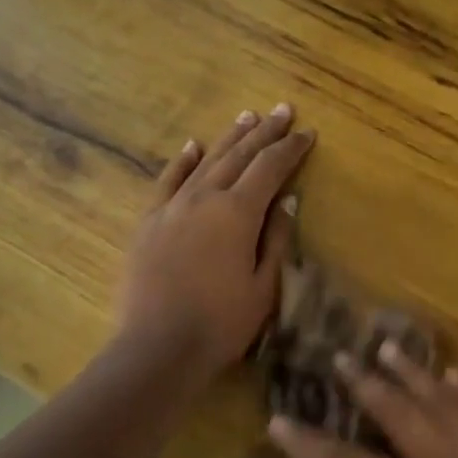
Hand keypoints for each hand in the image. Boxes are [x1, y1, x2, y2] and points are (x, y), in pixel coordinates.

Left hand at [119, 104, 314, 378]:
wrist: (158, 347)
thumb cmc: (222, 323)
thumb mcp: (264, 286)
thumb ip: (277, 238)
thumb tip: (287, 200)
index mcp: (237, 213)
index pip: (270, 168)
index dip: (291, 149)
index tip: (308, 133)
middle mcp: (204, 198)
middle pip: (238, 155)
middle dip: (264, 132)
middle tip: (283, 111)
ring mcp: (172, 207)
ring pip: (205, 161)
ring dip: (229, 137)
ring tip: (247, 116)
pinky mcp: (148, 222)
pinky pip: (167, 181)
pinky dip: (183, 161)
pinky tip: (193, 145)